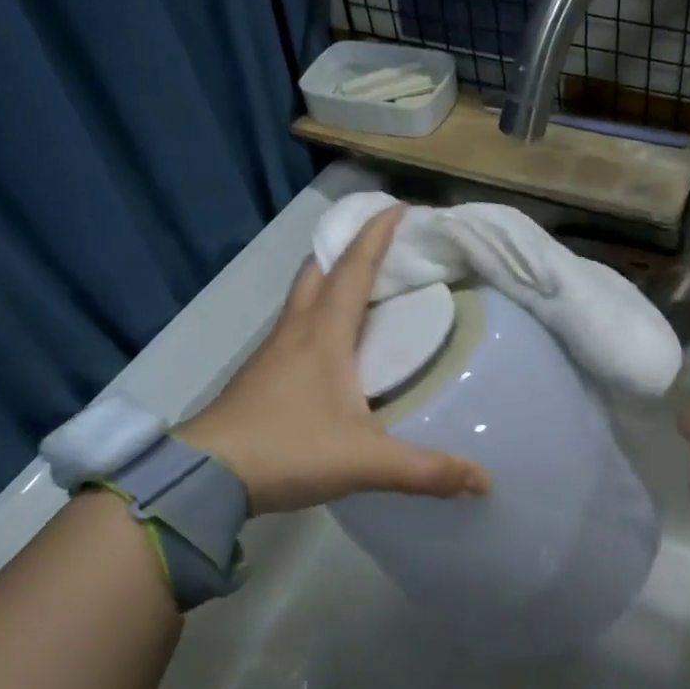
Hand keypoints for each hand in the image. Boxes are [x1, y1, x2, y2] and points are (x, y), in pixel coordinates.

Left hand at [177, 206, 489, 514]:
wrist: (205, 477)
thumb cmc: (287, 450)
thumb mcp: (365, 461)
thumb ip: (426, 470)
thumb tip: (484, 481)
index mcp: (324, 334)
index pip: (354, 268)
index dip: (377, 235)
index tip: (402, 207)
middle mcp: (296, 332)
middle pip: (319, 271)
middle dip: (349, 249)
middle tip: (382, 247)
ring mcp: (273, 353)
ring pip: (303, 299)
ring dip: (330, 281)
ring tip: (363, 289)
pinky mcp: (262, 376)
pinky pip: (295, 329)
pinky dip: (318, 317)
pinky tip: (334, 346)